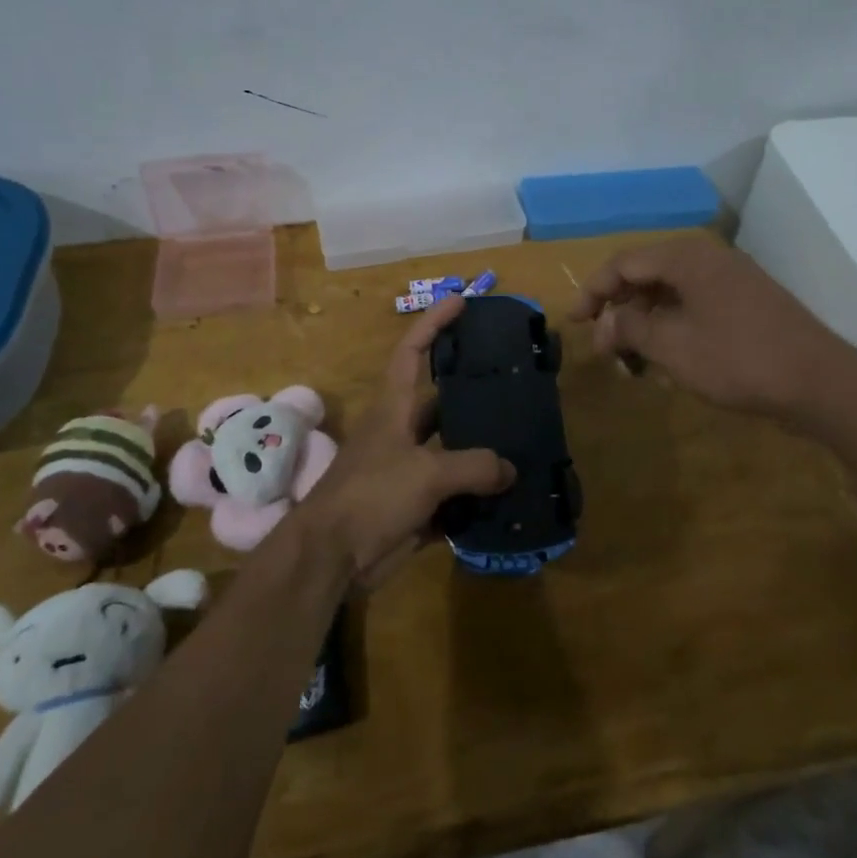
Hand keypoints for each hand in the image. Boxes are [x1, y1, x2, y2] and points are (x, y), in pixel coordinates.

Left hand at [304, 295, 514, 587]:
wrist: (332, 556)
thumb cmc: (371, 495)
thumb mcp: (426, 472)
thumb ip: (474, 466)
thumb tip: (510, 470)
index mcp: (394, 407)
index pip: (412, 351)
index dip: (434, 323)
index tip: (460, 301)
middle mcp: (402, 432)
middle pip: (442, 402)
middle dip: (474, 393)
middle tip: (515, 383)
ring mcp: (408, 470)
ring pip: (452, 451)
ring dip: (482, 450)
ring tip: (524, 440)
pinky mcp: (415, 506)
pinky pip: (454, 494)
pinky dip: (478, 495)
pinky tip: (510, 495)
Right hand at [571, 235, 848, 420]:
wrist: (820, 382)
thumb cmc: (738, 359)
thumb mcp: (673, 346)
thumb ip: (631, 329)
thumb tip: (605, 323)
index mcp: (687, 258)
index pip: (624, 263)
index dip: (593, 291)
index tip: (573, 322)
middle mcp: (707, 259)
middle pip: (646, 274)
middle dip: (619, 310)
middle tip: (603, 347)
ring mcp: (730, 280)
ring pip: (670, 292)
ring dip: (644, 322)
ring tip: (631, 359)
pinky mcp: (746, 302)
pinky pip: (694, 305)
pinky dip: (672, 326)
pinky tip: (666, 358)